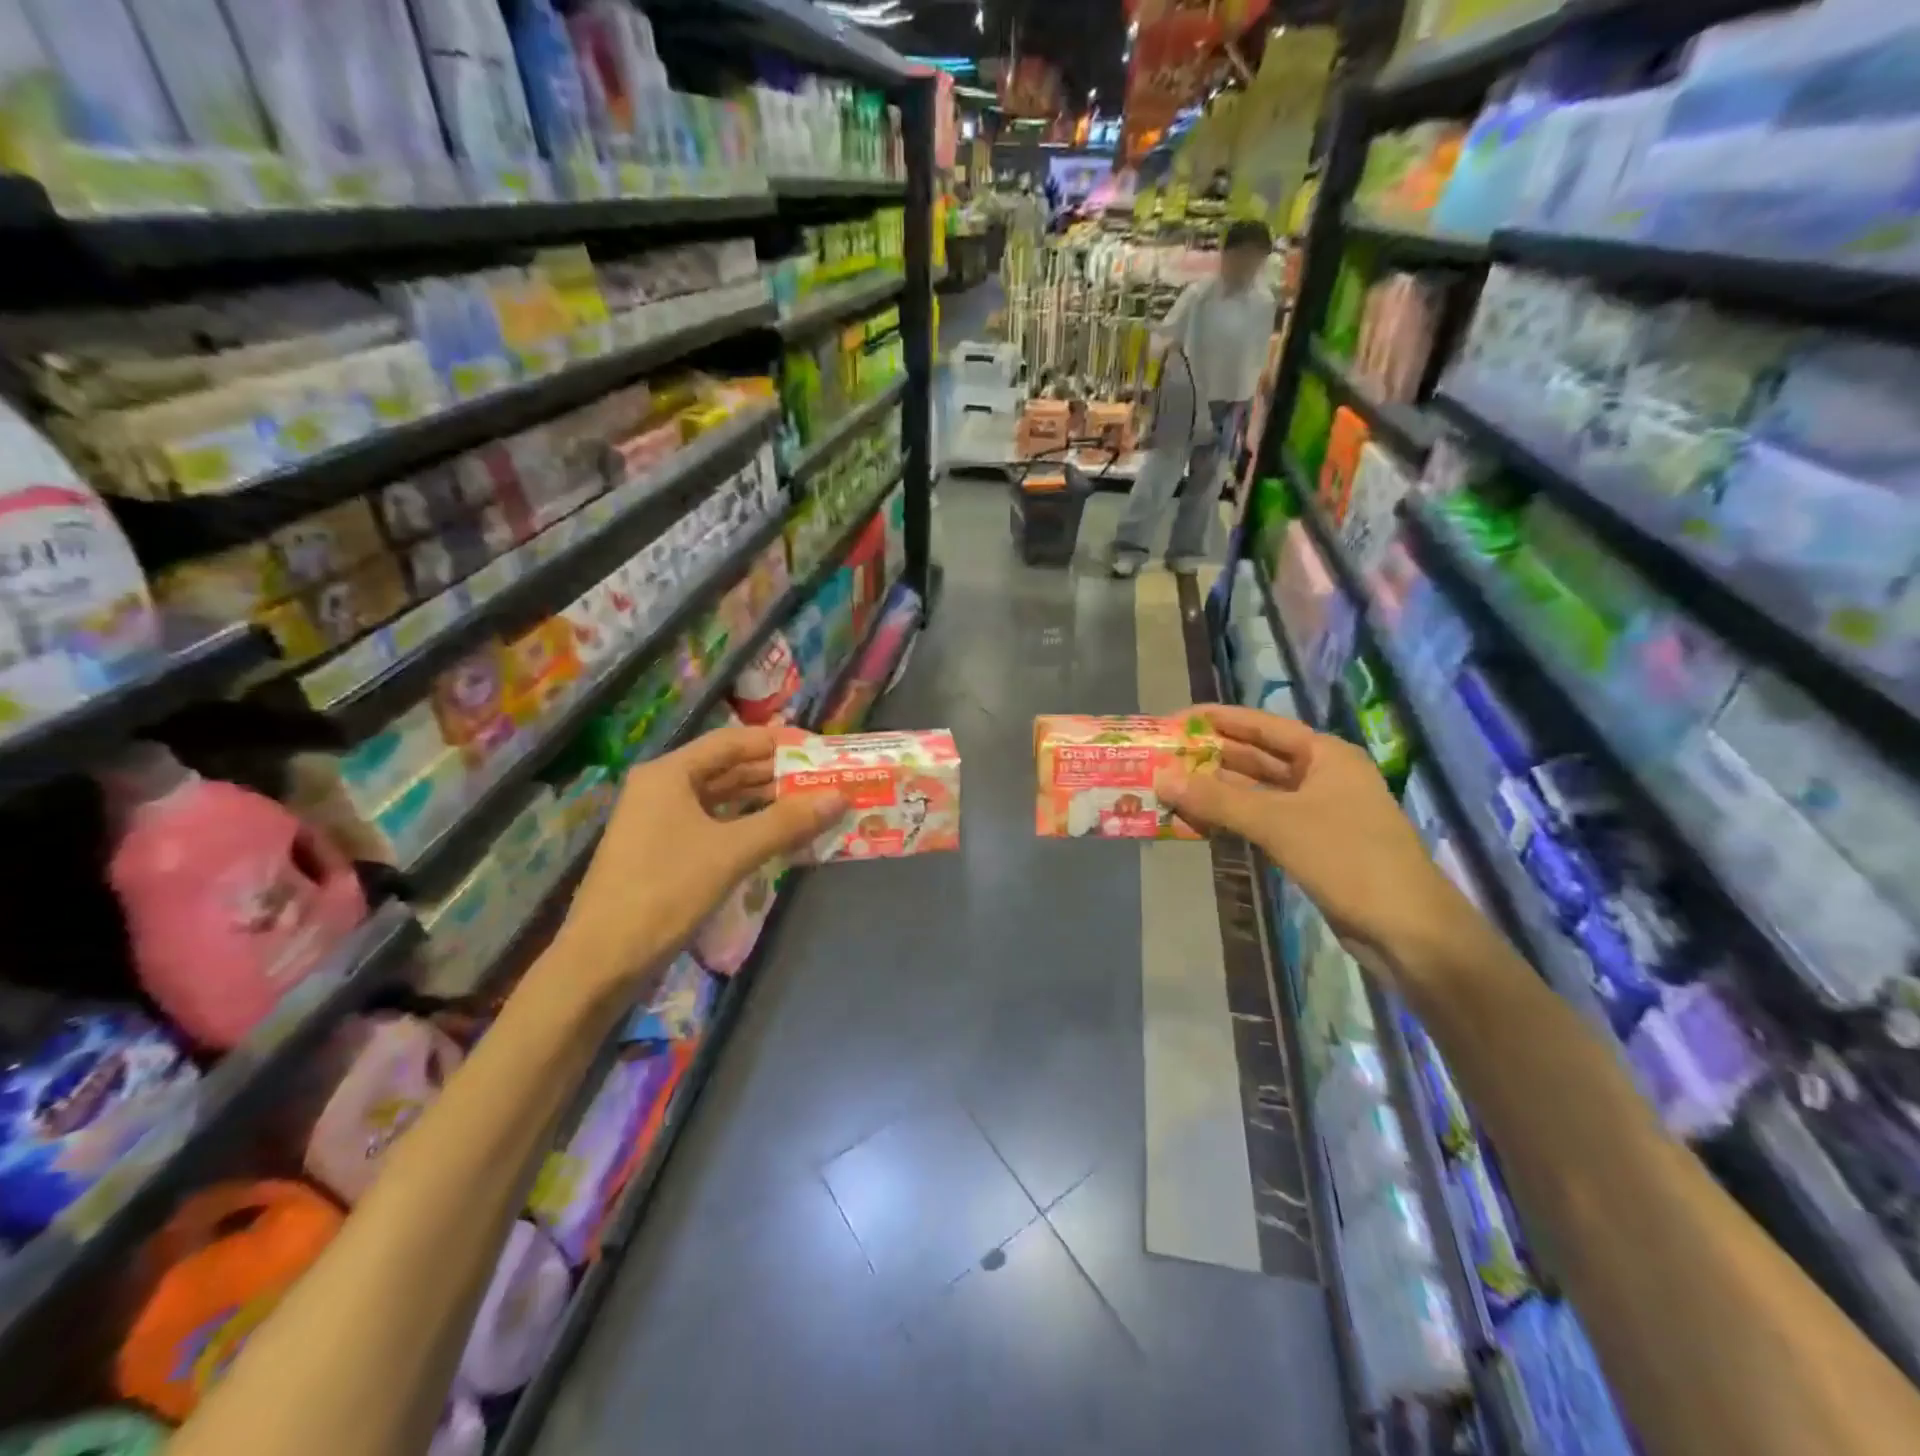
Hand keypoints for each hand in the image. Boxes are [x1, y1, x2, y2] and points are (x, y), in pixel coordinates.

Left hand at [548, 724, 843, 1006]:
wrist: (602, 961)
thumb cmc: (665, 892)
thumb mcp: (731, 852)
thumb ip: (786, 822)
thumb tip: (839, 796)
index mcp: (669, 774)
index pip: (734, 741)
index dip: (780, 742)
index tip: (821, 749)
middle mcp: (663, 788)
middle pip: (729, 768)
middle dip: (778, 774)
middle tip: (825, 780)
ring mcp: (661, 821)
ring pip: (724, 799)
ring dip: (766, 802)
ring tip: (812, 806)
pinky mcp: (665, 851)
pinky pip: (716, 825)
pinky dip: (748, 827)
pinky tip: (780, 836)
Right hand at [1153, 704, 1472, 984]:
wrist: (1408, 929)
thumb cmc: (1348, 859)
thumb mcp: (1278, 823)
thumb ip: (1217, 800)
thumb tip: (1160, 777)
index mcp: (1325, 755)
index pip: (1262, 725)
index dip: (1218, 720)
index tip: (1175, 720)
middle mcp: (1322, 776)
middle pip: (1257, 758)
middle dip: (1211, 757)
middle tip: (1163, 757)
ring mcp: (1318, 812)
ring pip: (1257, 792)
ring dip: (1218, 791)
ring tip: (1170, 787)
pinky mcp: (1312, 845)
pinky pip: (1263, 821)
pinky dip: (1233, 819)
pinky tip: (1199, 822)